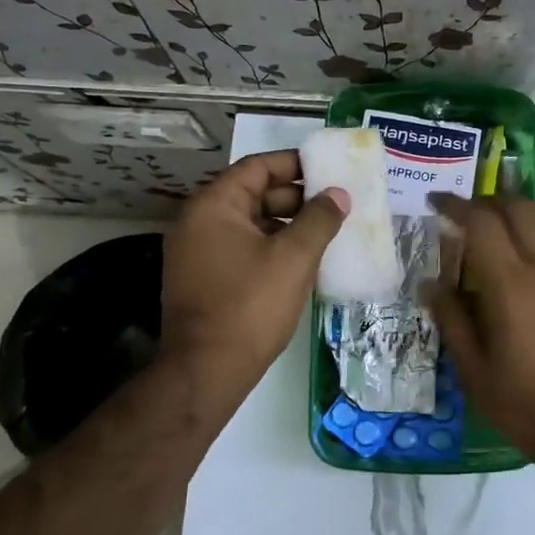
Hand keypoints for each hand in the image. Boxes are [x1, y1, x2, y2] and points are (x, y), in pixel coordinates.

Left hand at [161, 150, 345, 403]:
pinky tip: (301, 260)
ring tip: (325, 232)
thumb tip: (338, 194)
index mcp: (213, 206)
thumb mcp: (294, 257)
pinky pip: (241, 248)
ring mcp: (196, 252)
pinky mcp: (202, 278)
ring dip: (286, 224)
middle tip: (334, 204)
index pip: (257, 167)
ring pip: (249, 223)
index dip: (295, 164)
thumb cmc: (251, 305)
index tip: (328, 170)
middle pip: (252, 193)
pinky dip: (270, 246)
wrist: (207, 370)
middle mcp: (198, 222)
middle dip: (295, 197)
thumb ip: (320, 219)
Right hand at [426, 197, 534, 472]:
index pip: (481, 222)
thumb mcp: (474, 371)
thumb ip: (452, 320)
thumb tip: (431, 283)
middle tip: (471, 218)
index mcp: (510, 284)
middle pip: (521, 208)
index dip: (456, 205)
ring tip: (517, 232)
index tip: (437, 203)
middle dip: (491, 203)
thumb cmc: (526, 406)